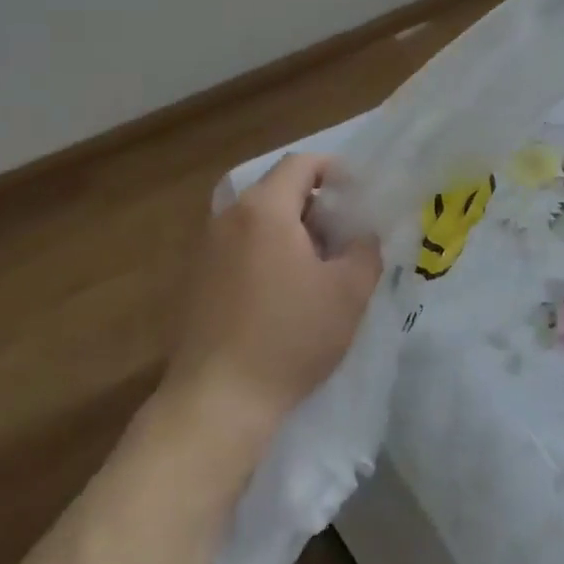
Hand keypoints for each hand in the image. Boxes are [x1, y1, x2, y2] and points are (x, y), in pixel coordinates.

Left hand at [163, 154, 381, 455]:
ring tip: (321, 267)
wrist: (219, 399)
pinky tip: (286, 293)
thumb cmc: (290, 336)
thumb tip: (361, 235)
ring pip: (259, 221)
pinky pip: (241, 247)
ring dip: (293, 231)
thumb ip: (365, 250)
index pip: (301, 164)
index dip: (335, 171)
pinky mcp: (197, 280)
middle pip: (278, 190)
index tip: (359, 197)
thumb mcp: (349, 292)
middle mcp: (229, 218)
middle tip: (347, 236)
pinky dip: (269, 253)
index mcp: (264, 210)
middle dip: (317, 205)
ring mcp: (207, 249)